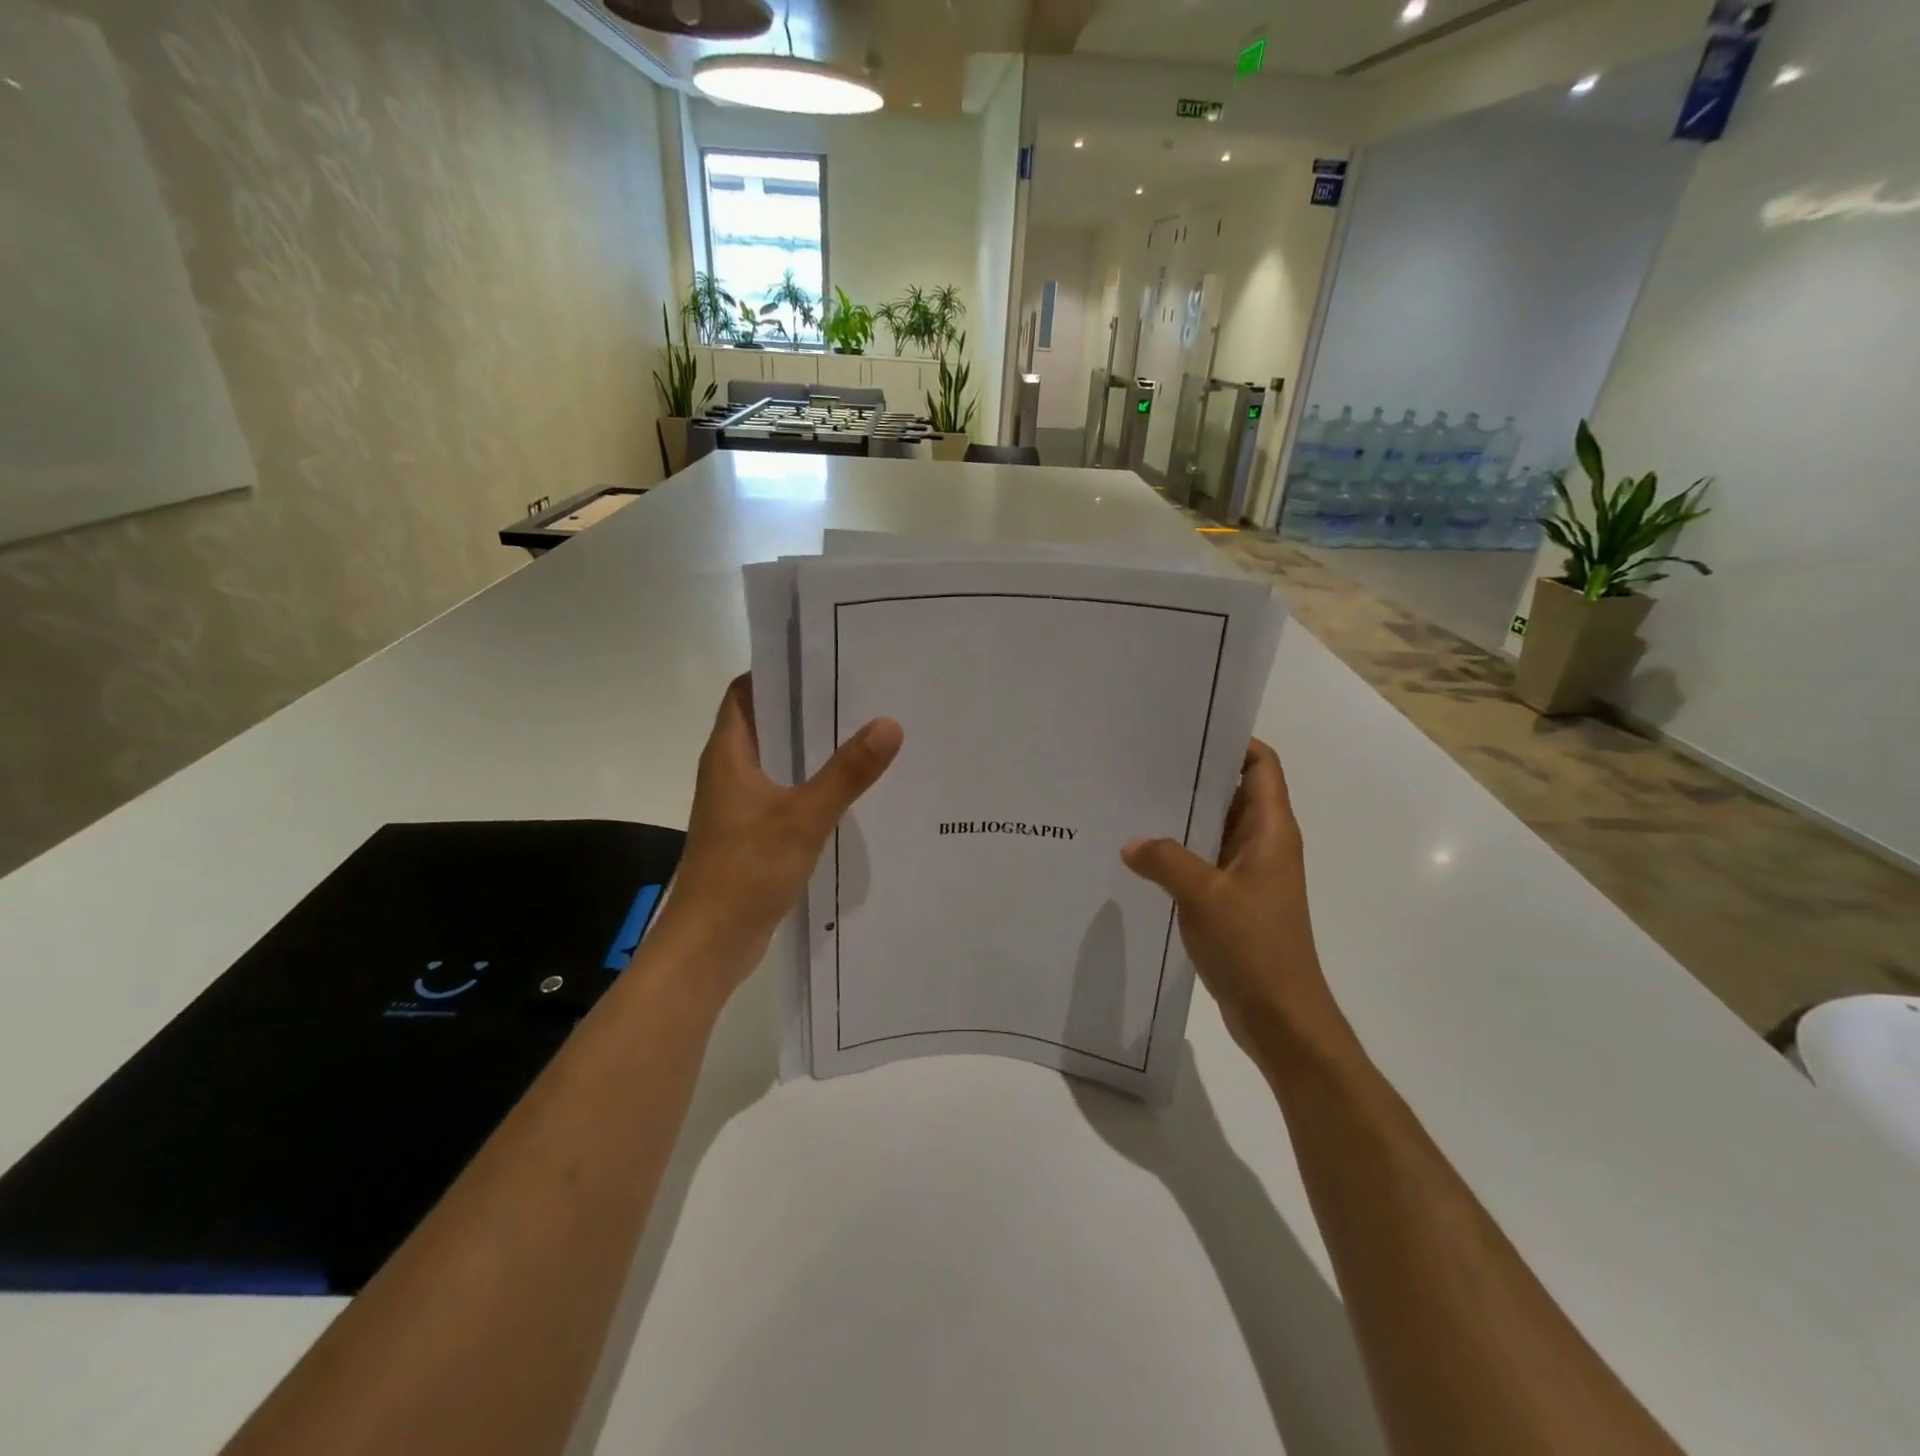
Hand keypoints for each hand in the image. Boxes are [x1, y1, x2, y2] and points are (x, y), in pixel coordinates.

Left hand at [656, 674, 902, 996]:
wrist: (710, 944)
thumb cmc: (746, 871)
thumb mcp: (803, 818)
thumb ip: (846, 773)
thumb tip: (889, 723)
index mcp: (729, 754)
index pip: (747, 691)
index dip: (779, 671)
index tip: (825, 660)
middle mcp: (730, 771)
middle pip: (767, 722)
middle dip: (807, 707)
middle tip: (860, 693)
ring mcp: (739, 803)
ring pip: (778, 760)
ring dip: (812, 748)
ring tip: (863, 732)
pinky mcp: (751, 832)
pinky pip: (784, 793)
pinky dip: (810, 784)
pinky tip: (848, 790)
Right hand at [1122, 739, 1341, 1058]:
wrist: (1280, 1016)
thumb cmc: (1254, 946)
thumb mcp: (1204, 896)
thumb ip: (1165, 860)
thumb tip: (1132, 844)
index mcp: (1271, 831)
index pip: (1261, 765)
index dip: (1233, 741)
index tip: (1187, 730)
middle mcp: (1264, 844)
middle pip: (1233, 792)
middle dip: (1196, 775)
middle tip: (1144, 761)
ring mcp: (1249, 873)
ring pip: (1215, 827)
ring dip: (1183, 816)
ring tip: (1134, 799)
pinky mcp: (1234, 899)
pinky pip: (1205, 860)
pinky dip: (1179, 851)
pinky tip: (1142, 853)